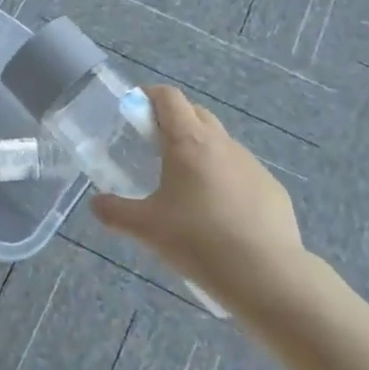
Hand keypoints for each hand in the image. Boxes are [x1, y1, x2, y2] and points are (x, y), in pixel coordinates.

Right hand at [91, 86, 302, 308]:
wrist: (266, 275)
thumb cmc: (198, 241)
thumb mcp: (146, 229)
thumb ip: (115, 212)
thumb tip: (96, 204)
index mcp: (188, 142)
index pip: (169, 98)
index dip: (150, 94)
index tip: (135, 105)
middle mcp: (222, 144)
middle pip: (196, 113)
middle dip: (175, 119)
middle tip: (156, 145)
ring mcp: (251, 164)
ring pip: (221, 144)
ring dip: (202, 151)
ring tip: (187, 186)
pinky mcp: (272, 188)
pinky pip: (242, 172)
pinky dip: (226, 179)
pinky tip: (220, 214)